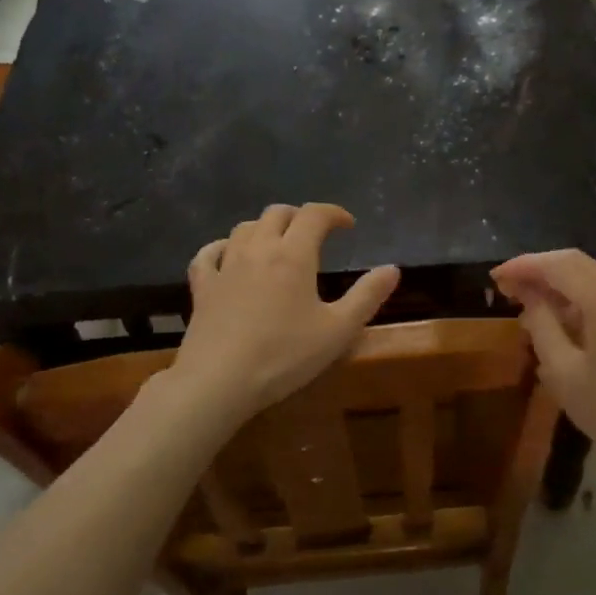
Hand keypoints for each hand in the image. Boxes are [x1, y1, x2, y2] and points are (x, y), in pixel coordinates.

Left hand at [170, 203, 400, 420]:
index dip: (334, 213)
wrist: (219, 381)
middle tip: (315, 234)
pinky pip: (208, 254)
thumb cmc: (284, 355)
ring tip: (278, 243)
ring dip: (266, 228)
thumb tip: (392, 269)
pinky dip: (222, 247)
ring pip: (245, 228)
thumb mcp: (338, 330)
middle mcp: (259, 249)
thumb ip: (367, 296)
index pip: (314, 214)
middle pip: (278, 213)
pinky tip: (228, 255)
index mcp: (294, 254)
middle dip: (300, 216)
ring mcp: (226, 266)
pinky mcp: (202, 287)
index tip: (348, 225)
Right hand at [491, 250, 595, 478]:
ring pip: (589, 276)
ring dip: (556, 283)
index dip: (523, 265)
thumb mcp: (566, 375)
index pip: (558, 264)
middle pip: (574, 263)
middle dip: (538, 270)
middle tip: (505, 288)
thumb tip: (529, 298)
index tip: (495, 278)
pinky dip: (575, 297)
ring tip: (526, 304)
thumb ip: (542, 328)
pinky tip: (558, 321)